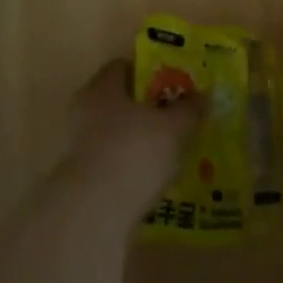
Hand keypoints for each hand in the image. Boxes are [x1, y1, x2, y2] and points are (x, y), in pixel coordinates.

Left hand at [66, 59, 199, 211]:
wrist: (94, 215)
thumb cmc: (134, 153)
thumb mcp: (174, 128)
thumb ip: (189, 109)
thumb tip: (203, 95)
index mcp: (102, 86)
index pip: (123, 67)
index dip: (149, 73)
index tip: (172, 84)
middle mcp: (85, 111)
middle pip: (119, 102)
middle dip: (145, 110)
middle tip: (173, 119)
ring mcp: (78, 149)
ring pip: (115, 135)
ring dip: (137, 142)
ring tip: (167, 154)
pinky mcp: (81, 183)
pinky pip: (112, 165)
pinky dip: (129, 169)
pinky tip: (151, 182)